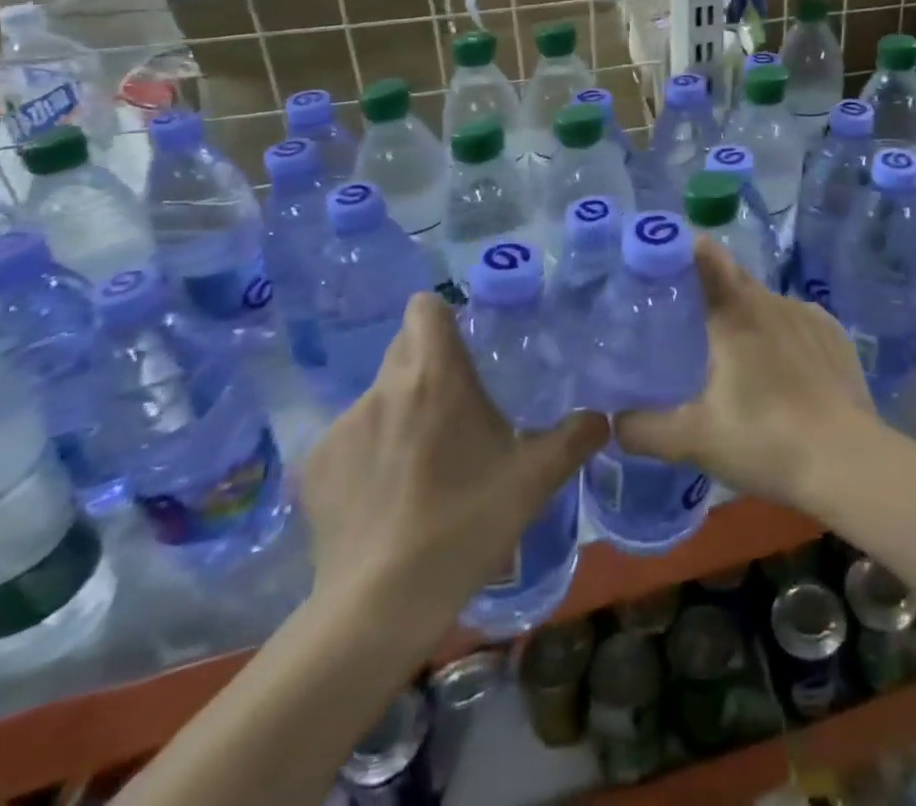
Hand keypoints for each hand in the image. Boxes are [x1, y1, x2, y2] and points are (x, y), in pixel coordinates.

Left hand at [299, 292, 606, 635]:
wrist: (379, 606)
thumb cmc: (465, 524)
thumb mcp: (534, 479)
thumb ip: (575, 438)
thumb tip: (601, 419)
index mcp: (436, 375)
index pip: (425, 307)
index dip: (443, 315)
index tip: (464, 343)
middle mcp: (384, 388)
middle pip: (403, 347)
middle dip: (427, 363)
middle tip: (456, 403)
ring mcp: (342, 427)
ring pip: (378, 396)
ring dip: (400, 411)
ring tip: (421, 462)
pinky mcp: (314, 468)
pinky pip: (348, 440)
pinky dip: (368, 453)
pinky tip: (384, 496)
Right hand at [616, 239, 874, 509]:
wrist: (847, 462)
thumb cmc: (764, 440)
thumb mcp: (693, 440)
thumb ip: (644, 429)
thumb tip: (614, 421)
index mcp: (734, 313)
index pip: (706, 256)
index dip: (683, 248)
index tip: (664, 259)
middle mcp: (770, 300)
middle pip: (733, 279)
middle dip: (710, 291)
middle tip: (690, 324)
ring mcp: (807, 314)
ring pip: (765, 304)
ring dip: (748, 320)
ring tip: (740, 362)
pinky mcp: (834, 334)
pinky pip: (796, 323)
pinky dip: (782, 337)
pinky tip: (783, 376)